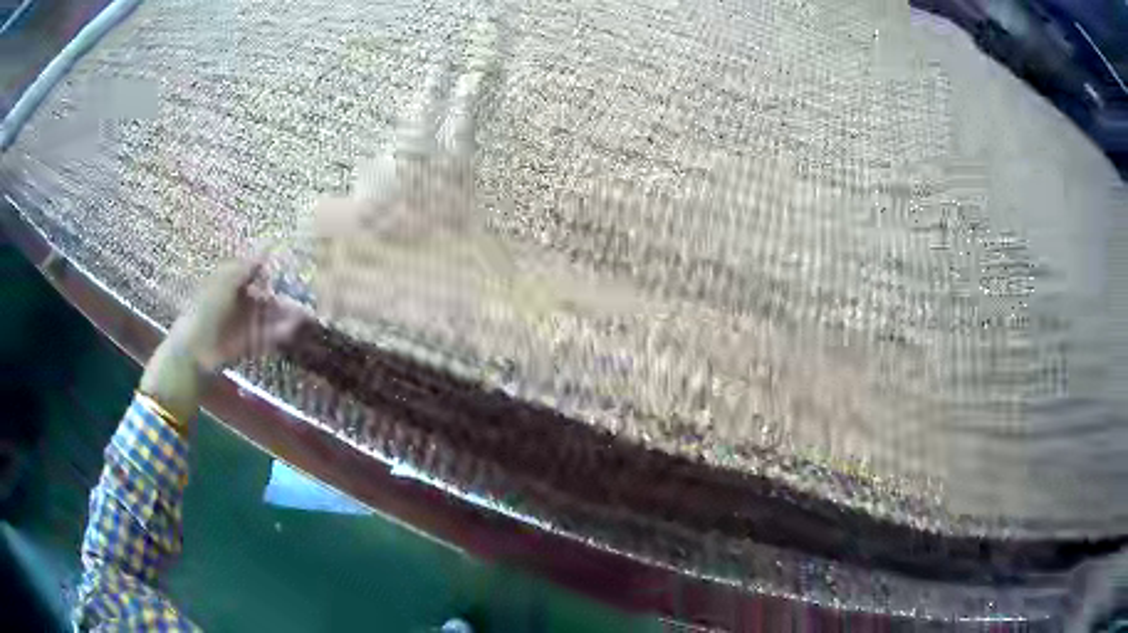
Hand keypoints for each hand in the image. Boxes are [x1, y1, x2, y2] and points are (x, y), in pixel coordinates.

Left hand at [140, 256, 303, 425]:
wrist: (195, 350)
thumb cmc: (206, 308)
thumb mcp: (226, 280)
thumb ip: (248, 265)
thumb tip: (269, 242)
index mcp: (233, 282)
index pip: (259, 272)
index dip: (276, 269)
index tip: (296, 265)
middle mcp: (241, 301)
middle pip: (268, 296)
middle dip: (286, 296)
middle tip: (308, 297)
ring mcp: (246, 324)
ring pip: (271, 317)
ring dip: (286, 316)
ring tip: (306, 317)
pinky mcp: (249, 344)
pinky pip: (268, 337)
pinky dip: (280, 334)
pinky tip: (292, 331)